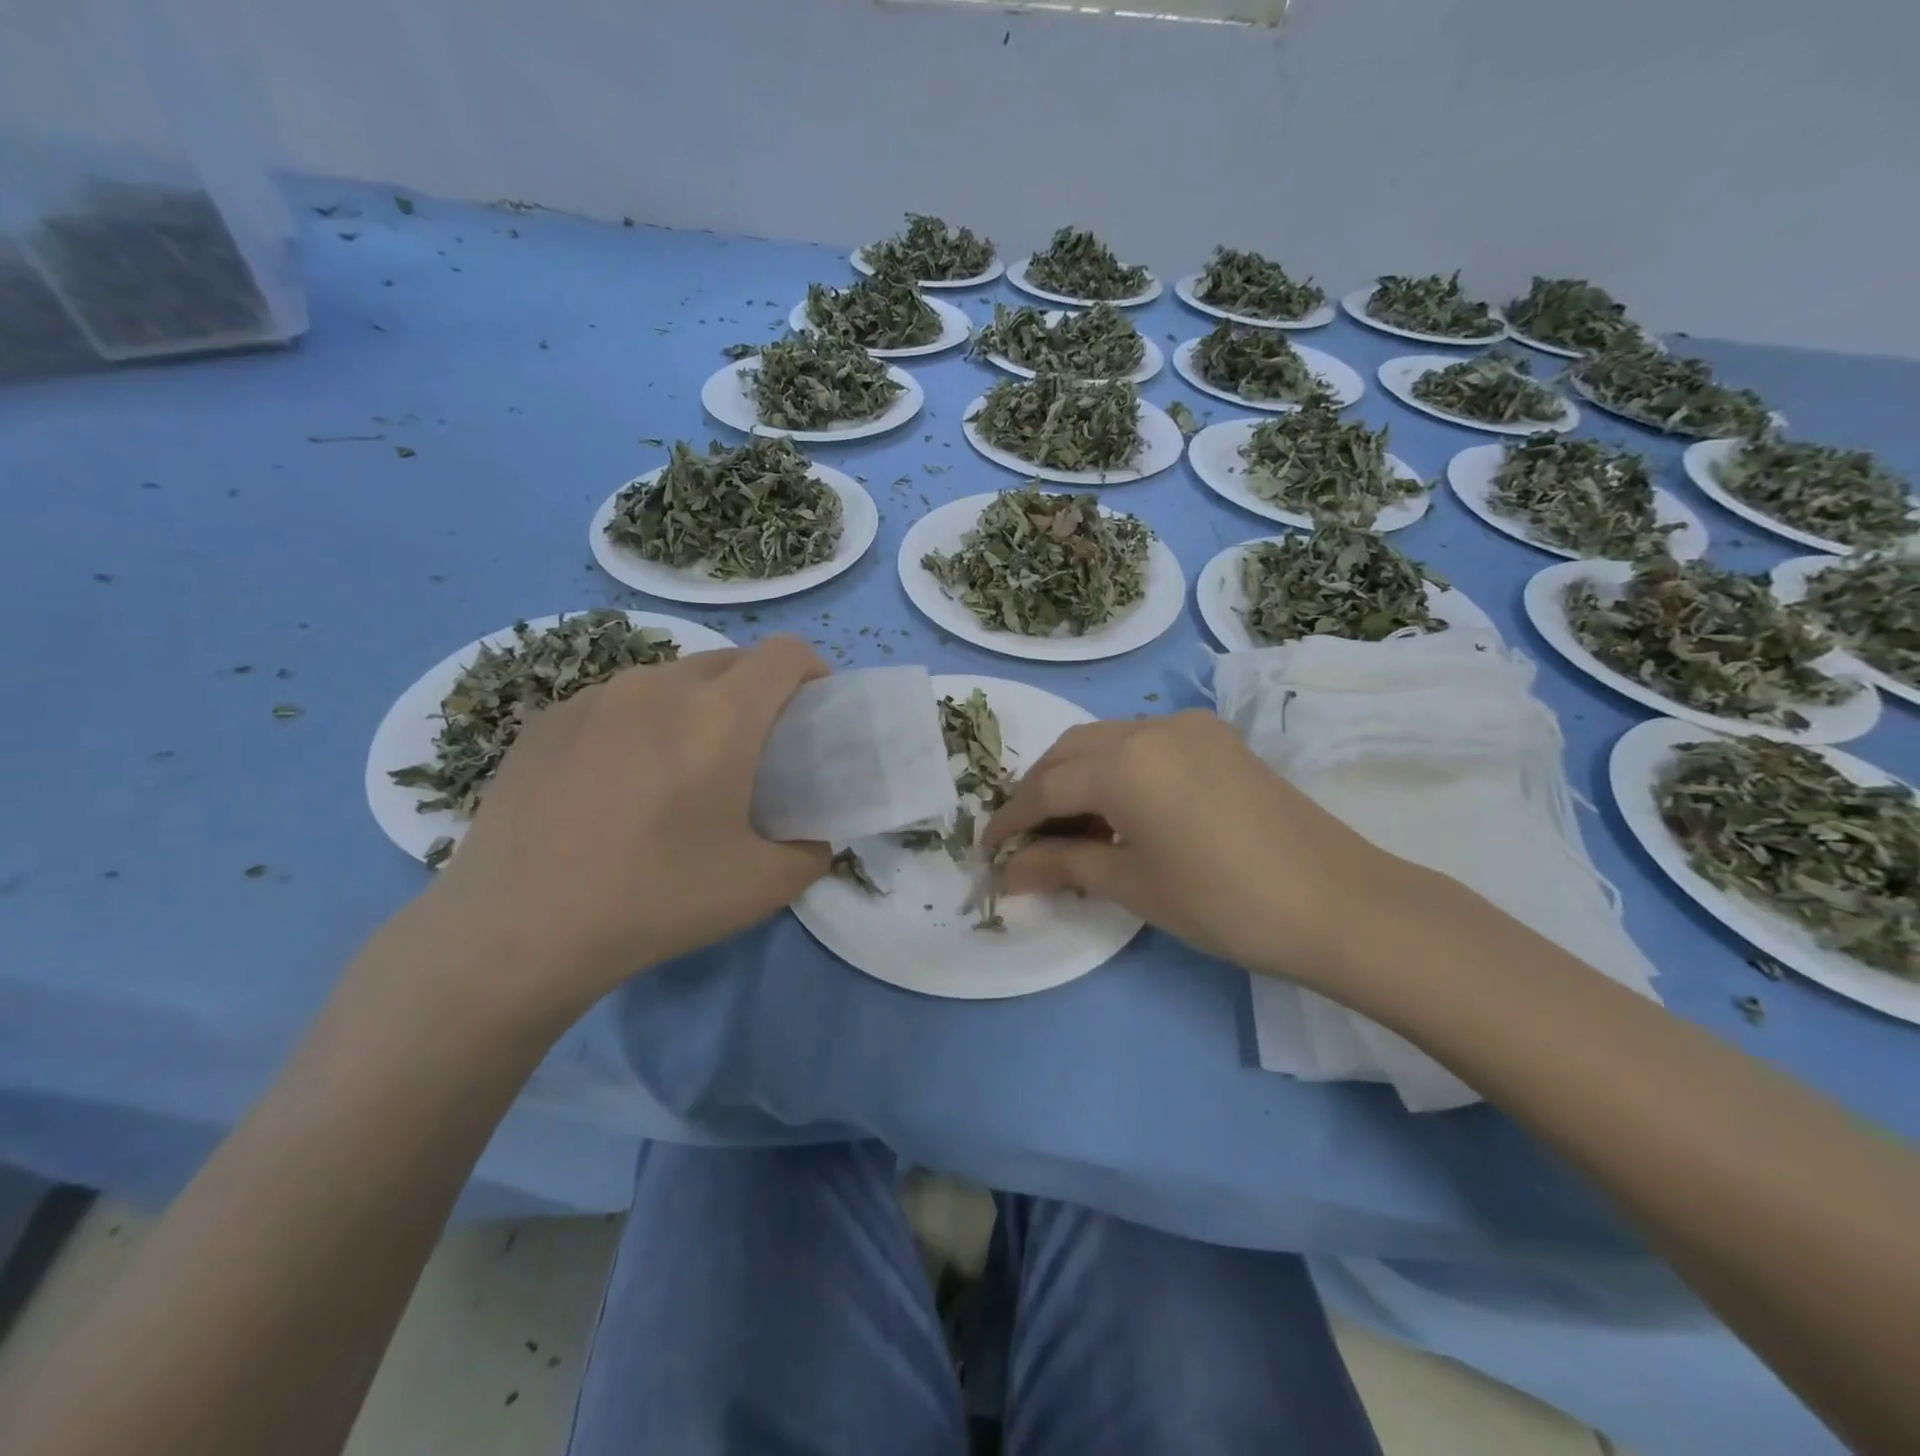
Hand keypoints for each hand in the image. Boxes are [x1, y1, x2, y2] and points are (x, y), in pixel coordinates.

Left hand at [421, 636, 830, 1018]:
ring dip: (697, 706)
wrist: (516, 931)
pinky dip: (638, 724)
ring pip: (670, 679)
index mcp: (721, 715)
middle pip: (730, 661)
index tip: (813, 711)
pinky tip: (615, 785)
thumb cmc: (655, 899)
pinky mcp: (546, 720)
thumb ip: (811, 853)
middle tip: (754, 750)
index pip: (785, 653)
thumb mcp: (762, 887)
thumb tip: (814, 840)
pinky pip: (615, 703)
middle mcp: (659, 687)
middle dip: (757, 692)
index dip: (812, 671)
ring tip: (681, 768)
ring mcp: (594, 698)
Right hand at [983, 711, 1414, 990]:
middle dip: (1038, 791)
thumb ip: (1063, 866)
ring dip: (1076, 776)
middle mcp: (1151, 728)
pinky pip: (1144, 743)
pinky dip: (1115, 769)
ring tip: (1067, 826)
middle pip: (1071, 752)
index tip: (988, 850)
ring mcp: (1189, 727)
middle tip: (1025, 839)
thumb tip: (1007, 873)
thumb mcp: (1133, 885)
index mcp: (1125, 761)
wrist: (1340, 903)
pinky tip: (1118, 808)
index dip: (1011, 820)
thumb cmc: (1225, 902)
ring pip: (1107, 740)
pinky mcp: (1216, 739)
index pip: (1046, 787)